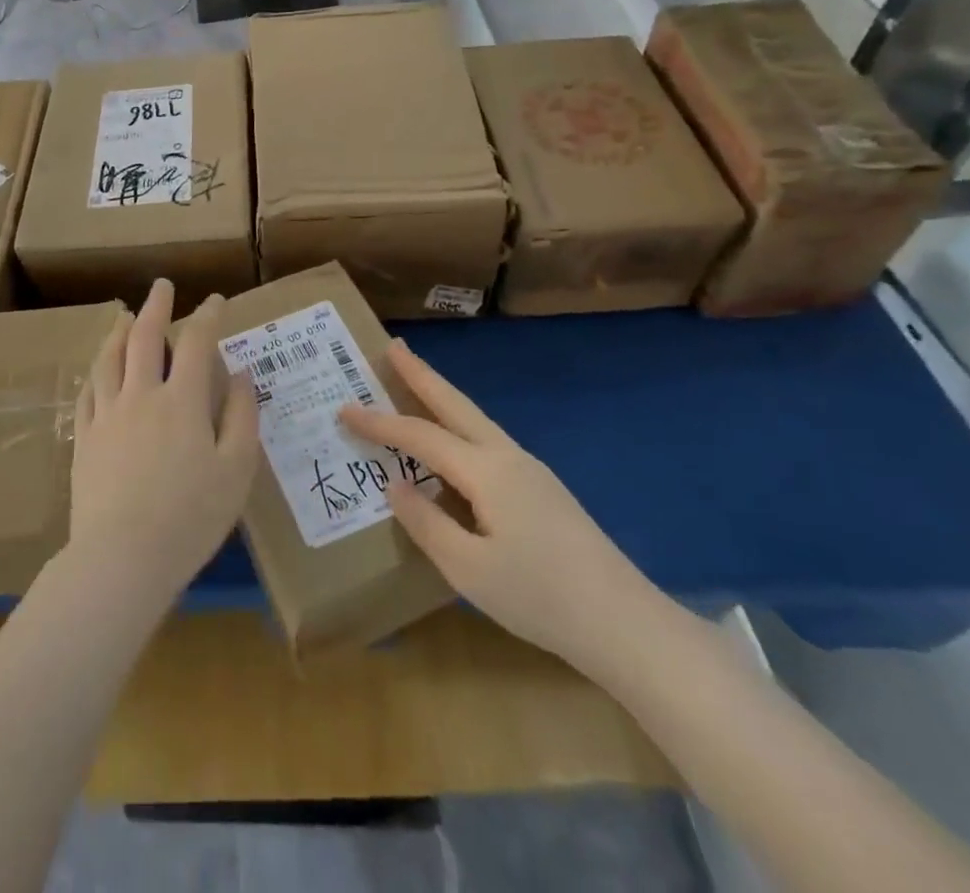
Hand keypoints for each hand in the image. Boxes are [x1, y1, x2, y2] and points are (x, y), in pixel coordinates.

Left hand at [70, 281, 260, 596]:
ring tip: (125, 317)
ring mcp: (107, 414)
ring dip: (119, 331)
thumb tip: (240, 375)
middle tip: (162, 286)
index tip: (216, 301)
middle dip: (157, 307)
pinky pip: (88, 391)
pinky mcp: (84, 437)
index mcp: (181, 400)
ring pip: (109, 358)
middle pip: (146, 337)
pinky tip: (97, 369)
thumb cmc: (191, 516)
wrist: (122, 557)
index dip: (208, 316)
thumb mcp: (236, 469)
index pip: (196, 342)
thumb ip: (241, 416)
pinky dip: (95, 371)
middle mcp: (141, 395)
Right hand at [341, 341, 654, 671]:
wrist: (626, 624)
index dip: (378, 422)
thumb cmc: (540, 597)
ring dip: (442, 395)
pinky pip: (487, 442)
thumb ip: (426, 522)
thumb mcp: (468, 569)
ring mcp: (531, 471)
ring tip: (415, 379)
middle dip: (421, 374)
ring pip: (474, 420)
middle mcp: (507, 457)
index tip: (343, 407)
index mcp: (486, 471)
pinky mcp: (543, 490)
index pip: (419, 435)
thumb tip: (395, 485)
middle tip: (392, 345)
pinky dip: (459, 425)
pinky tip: (453, 444)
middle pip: (455, 404)